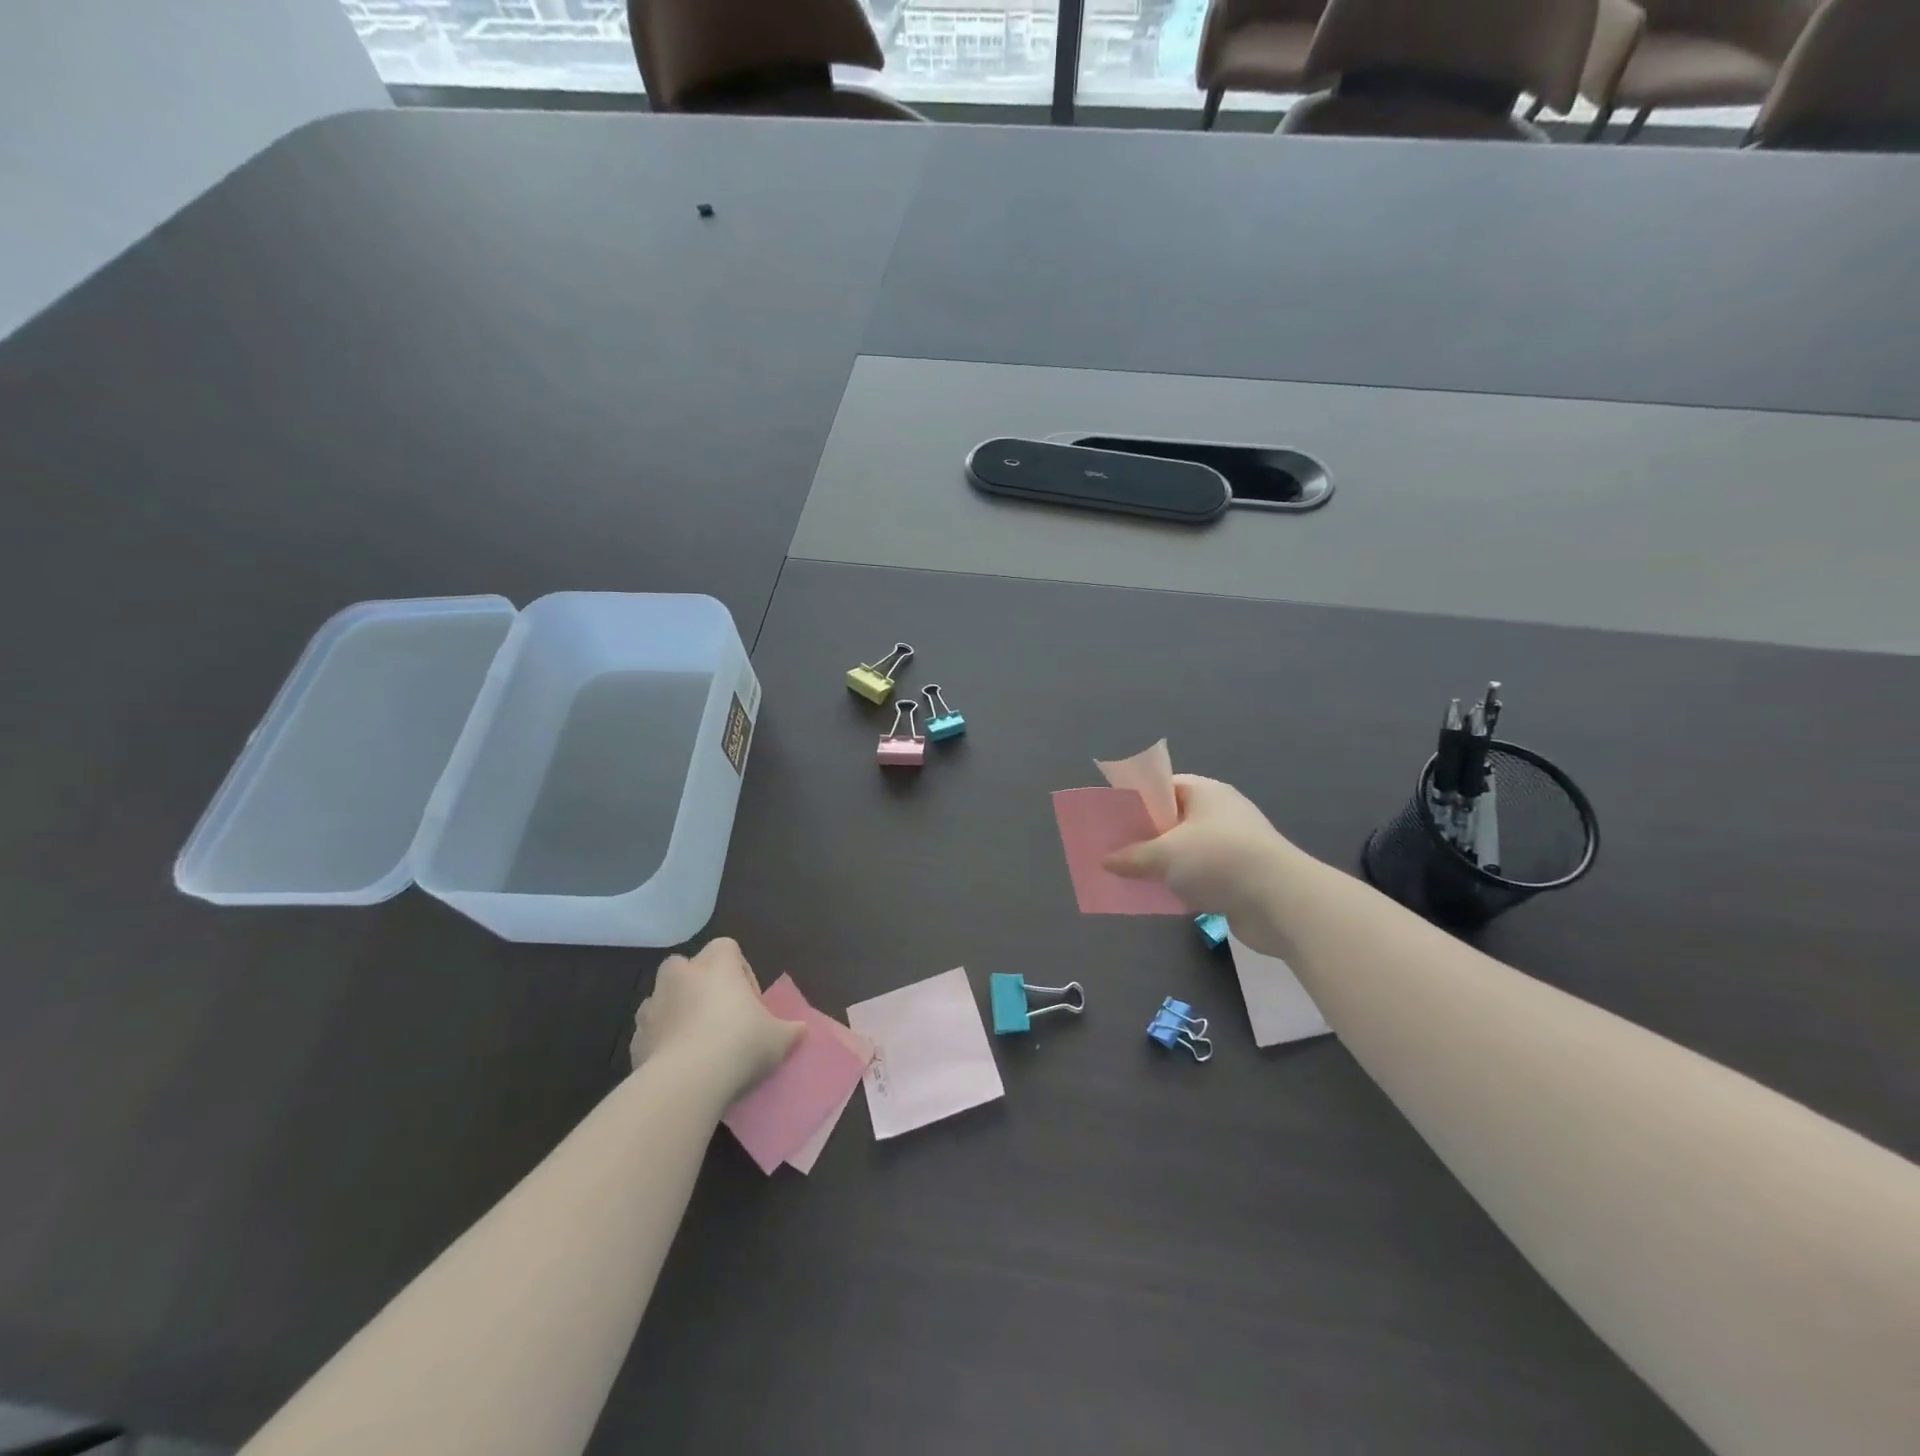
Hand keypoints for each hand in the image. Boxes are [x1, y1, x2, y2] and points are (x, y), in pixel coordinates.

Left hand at [629, 938, 803, 1103]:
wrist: (686, 1084)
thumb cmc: (739, 1044)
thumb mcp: (779, 1038)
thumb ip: (790, 1030)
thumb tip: (801, 1030)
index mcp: (716, 964)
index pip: (727, 947)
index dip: (739, 970)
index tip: (749, 1000)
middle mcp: (680, 976)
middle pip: (686, 966)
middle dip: (698, 985)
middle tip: (718, 1015)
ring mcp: (652, 1006)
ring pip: (663, 999)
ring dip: (676, 1013)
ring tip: (697, 1043)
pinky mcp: (634, 1039)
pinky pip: (651, 1032)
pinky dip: (661, 1042)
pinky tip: (678, 1066)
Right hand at [1104, 776, 1306, 938]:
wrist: (1280, 901)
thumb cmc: (1218, 859)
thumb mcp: (1165, 855)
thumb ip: (1132, 856)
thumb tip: (1106, 860)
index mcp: (1205, 792)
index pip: (1163, 787)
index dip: (1136, 800)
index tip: (1111, 817)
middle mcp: (1220, 813)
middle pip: (1172, 819)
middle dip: (1144, 835)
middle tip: (1112, 849)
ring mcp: (1232, 845)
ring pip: (1185, 850)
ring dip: (1162, 863)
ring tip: (1129, 876)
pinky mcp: (1239, 876)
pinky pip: (1200, 875)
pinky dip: (1180, 884)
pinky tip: (1159, 896)